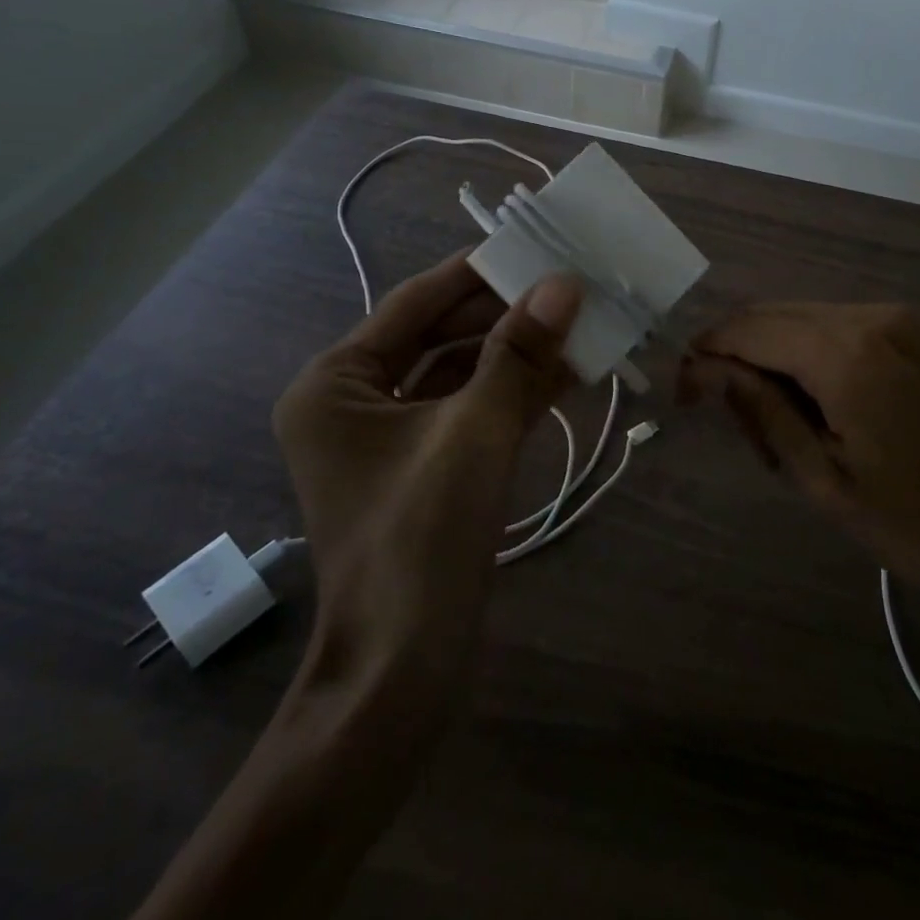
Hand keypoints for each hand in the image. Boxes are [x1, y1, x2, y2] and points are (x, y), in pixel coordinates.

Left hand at [272, 251, 581, 698]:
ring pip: (462, 373)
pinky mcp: (426, 467)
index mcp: (338, 382)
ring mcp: (391, 437)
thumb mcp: (474, 434)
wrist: (402, 673)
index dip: (479, 273)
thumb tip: (562, 283)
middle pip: (441, 335)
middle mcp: (355, 400)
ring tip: (581, 322)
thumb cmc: (420, 540)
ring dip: (518, 353)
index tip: (535, 245)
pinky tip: (570, 372)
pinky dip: (516, 392)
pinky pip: (473, 411)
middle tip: (570, 284)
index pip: (416, 302)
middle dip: (506, 314)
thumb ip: (518, 355)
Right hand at [679, 302, 919, 687]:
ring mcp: (900, 319)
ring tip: (787, 434)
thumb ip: (763, 413)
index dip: (703, 357)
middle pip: (772, 317)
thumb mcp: (829, 483)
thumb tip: (706, 369)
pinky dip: (815, 359)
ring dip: (777, 363)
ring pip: (806, 321)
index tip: (683, 398)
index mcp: (843, 352)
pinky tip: (828, 412)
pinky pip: (843, 329)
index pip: (744, 330)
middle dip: (739, 361)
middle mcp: (869, 315)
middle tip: (743, 432)